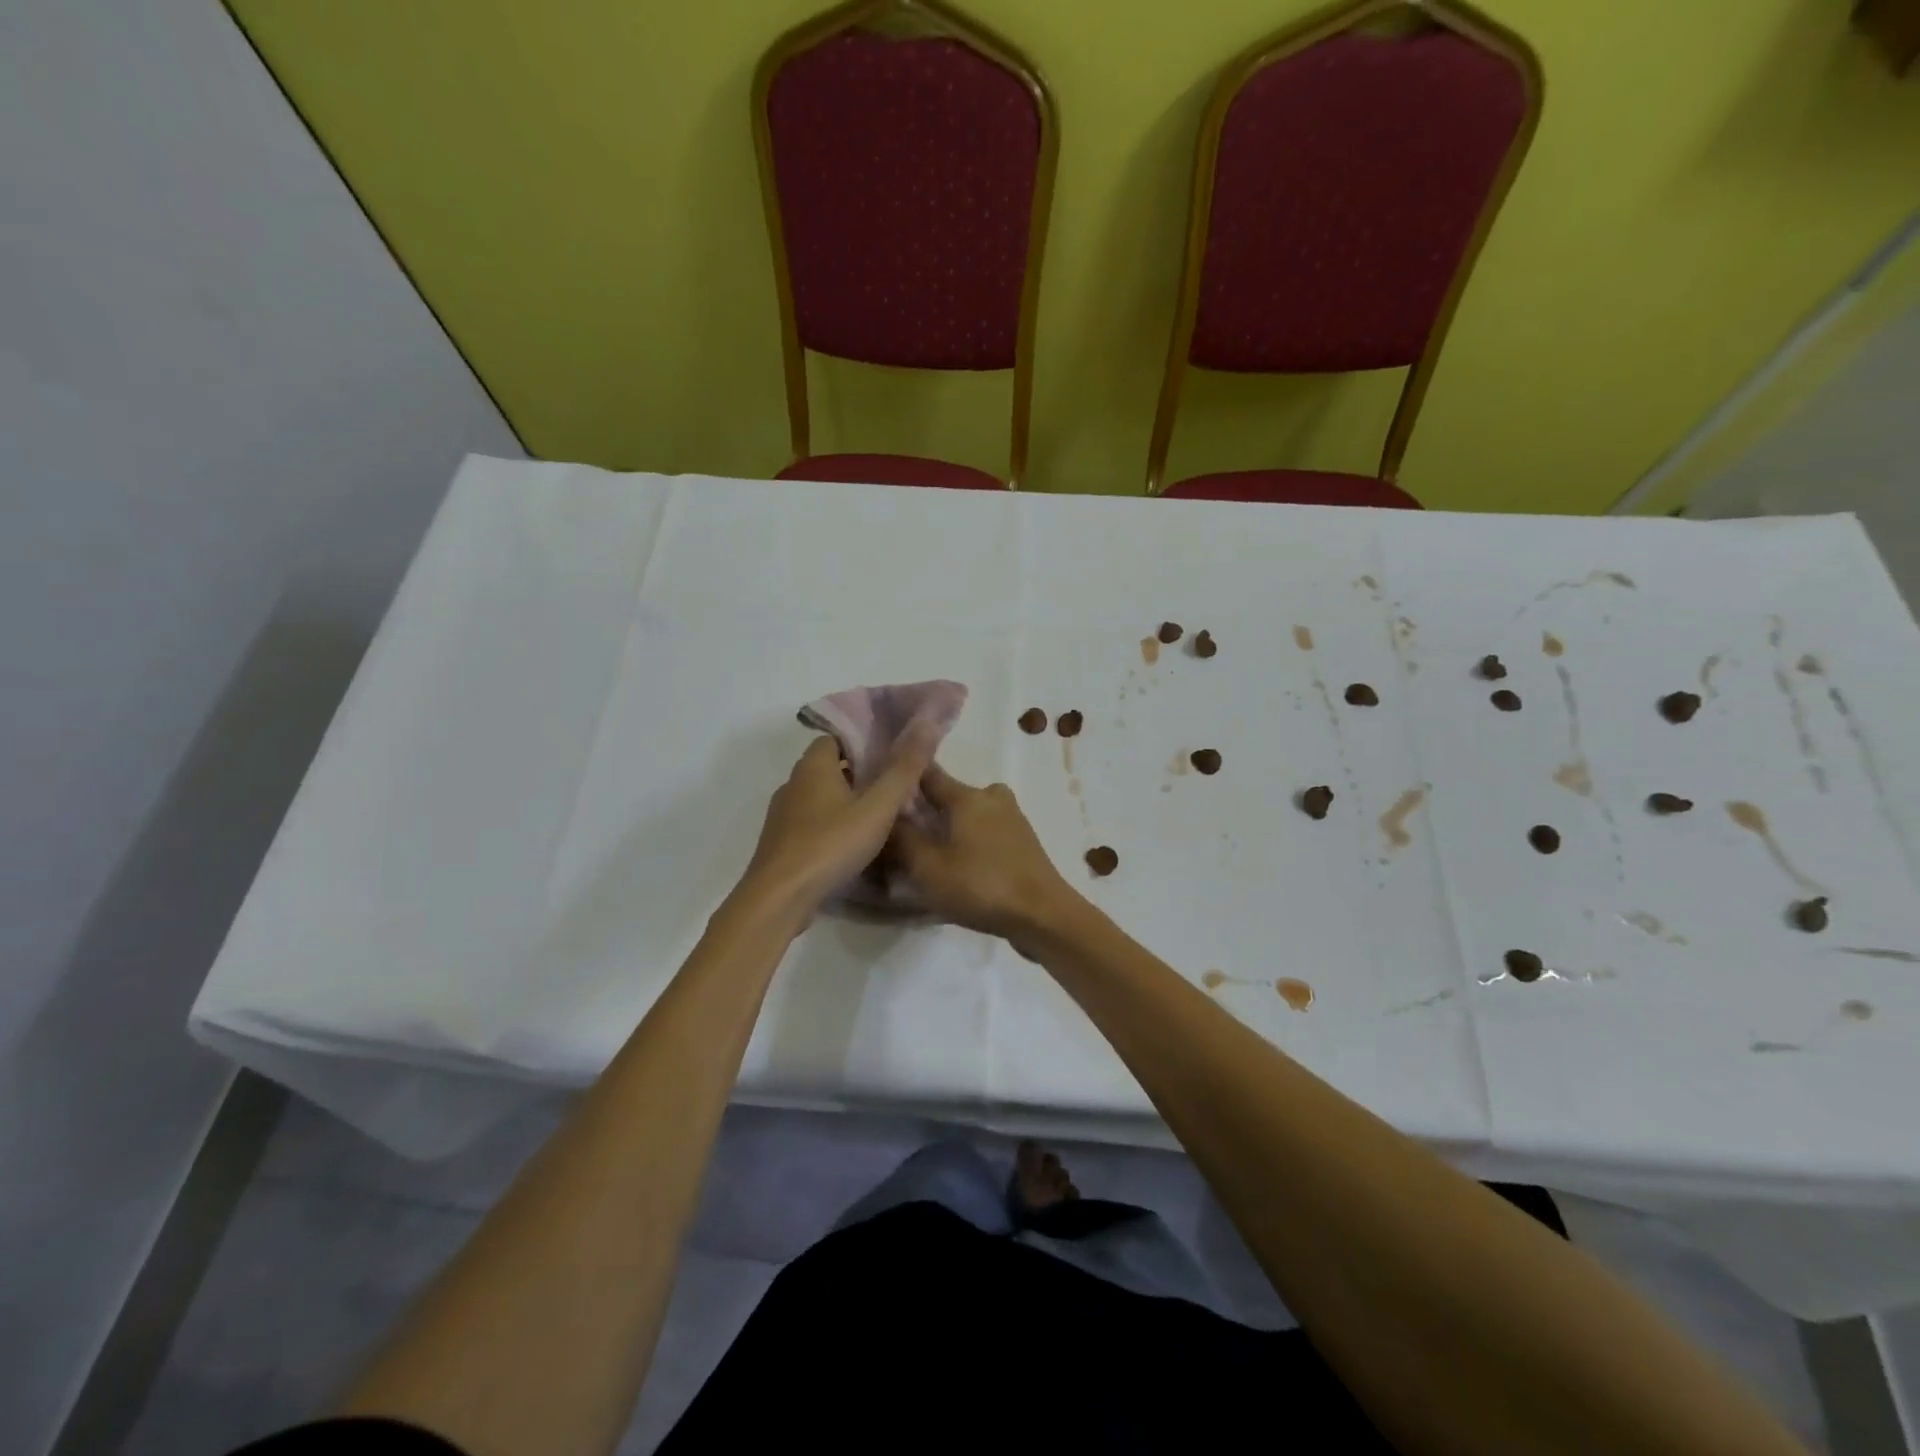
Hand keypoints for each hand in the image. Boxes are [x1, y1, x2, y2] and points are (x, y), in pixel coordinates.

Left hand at [738, 729, 937, 919]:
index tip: (891, 755)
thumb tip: (926, 726)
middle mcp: (793, 783)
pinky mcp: (781, 842)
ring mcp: (783, 814)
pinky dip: (831, 824)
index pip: (837, 737)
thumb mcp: (877, 807)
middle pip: (829, 766)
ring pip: (820, 796)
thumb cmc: (830, 844)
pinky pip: (811, 822)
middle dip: (860, 772)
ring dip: (845, 801)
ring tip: (878, 815)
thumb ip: (903, 770)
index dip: (864, 742)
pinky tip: (852, 843)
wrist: (779, 898)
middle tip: (892, 786)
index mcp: (813, 766)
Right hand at [889, 766, 1077, 946]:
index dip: (904, 778)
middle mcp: (991, 797)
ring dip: (949, 829)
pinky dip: (969, 842)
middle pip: (948, 796)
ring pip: (968, 816)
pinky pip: (985, 833)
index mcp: (967, 796)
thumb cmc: (981, 886)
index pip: (927, 774)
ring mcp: (1012, 818)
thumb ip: (902, 838)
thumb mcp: (928, 867)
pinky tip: (958, 866)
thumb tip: (885, 814)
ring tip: (927, 855)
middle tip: (901, 834)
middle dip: (925, 811)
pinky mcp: (1022, 841)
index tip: (882, 788)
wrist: (1043, 915)